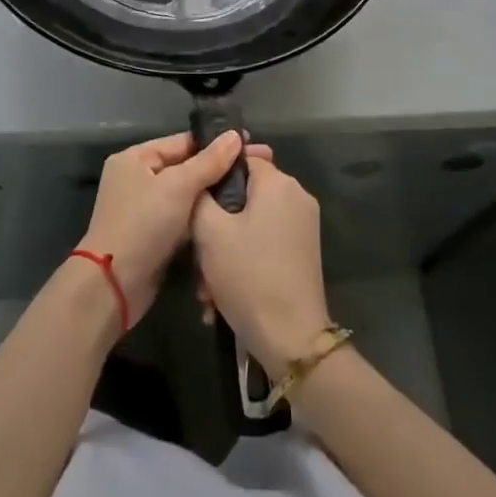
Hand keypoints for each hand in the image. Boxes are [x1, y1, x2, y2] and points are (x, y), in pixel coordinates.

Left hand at [76, 131, 247, 325]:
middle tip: (261, 168)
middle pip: (186, 168)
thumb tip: (235, 135)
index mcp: (135, 159)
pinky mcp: (155, 236)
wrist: (114, 286)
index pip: (182, 142)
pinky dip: (204, 218)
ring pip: (188, 196)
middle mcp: (138, 179)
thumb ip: (208, 162)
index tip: (252, 144)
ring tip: (253, 192)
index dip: (217, 143)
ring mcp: (146, 209)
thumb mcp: (177, 187)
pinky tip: (233, 216)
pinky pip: (184, 219)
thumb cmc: (143, 225)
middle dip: (220, 170)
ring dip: (214, 196)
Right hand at [191, 151, 330, 378]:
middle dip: (216, 222)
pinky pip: (264, 242)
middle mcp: (296, 197)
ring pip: (251, 223)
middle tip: (196, 252)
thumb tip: (203, 179)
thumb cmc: (248, 275)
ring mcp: (303, 226)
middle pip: (245, 194)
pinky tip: (222, 294)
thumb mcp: (209, 231)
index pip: (241, 157)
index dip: (214, 174)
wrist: (291, 338)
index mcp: (278, 183)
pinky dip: (243, 260)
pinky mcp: (303, 253)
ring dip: (225, 248)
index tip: (192, 197)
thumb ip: (201, 194)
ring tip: (206, 286)